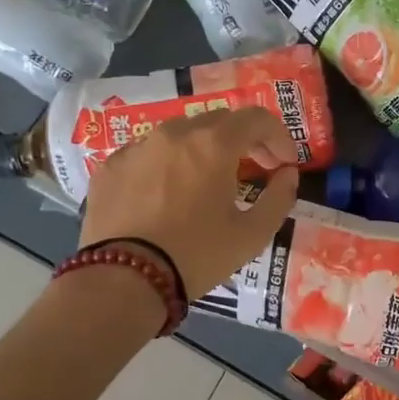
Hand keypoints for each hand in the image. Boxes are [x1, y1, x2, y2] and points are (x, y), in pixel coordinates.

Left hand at [81, 107, 299, 295]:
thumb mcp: (252, 235)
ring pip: (181, 133)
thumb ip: (280, 198)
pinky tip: (168, 193)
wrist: (121, 280)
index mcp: (213, 144)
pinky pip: (149, 152)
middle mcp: (175, 133)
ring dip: (204, 148)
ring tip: (209, 180)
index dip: (279, 136)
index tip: (285, 163)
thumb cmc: (196, 256)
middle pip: (220, 121)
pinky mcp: (111, 166)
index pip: (257, 119)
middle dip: (244, 140)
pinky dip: (168, 163)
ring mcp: (138, 146)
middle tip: (255, 168)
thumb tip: (287, 174)